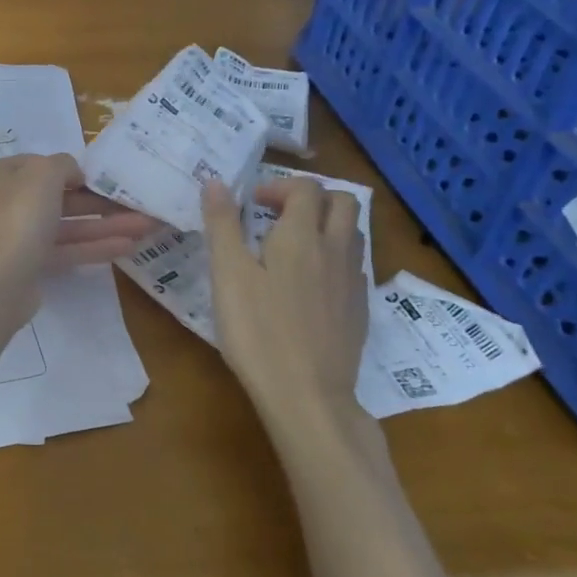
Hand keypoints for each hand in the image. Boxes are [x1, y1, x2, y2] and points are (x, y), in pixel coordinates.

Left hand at [0, 154, 158, 310]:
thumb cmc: (17, 215)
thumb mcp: (42, 173)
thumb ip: (63, 164)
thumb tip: (72, 173)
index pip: (39, 165)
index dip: (71, 169)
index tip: (102, 176)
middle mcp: (1, 204)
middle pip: (56, 198)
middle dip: (99, 201)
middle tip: (136, 202)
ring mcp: (13, 238)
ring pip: (65, 226)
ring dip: (104, 225)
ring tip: (146, 226)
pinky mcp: (27, 267)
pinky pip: (64, 251)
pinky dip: (93, 247)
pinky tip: (128, 246)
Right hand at [202, 176, 368, 428]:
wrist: (307, 395)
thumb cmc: (258, 331)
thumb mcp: (228, 275)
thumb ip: (223, 225)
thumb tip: (216, 181)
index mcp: (302, 236)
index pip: (305, 188)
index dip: (278, 186)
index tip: (252, 205)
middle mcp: (336, 250)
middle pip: (342, 201)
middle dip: (312, 198)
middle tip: (277, 216)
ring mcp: (353, 281)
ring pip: (352, 233)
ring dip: (326, 225)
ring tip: (292, 246)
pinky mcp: (360, 310)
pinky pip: (353, 266)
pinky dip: (334, 258)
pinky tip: (309, 284)